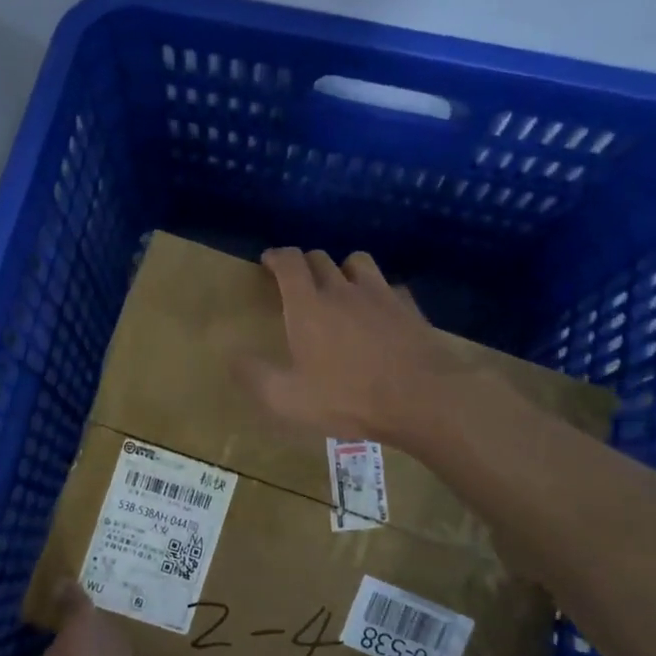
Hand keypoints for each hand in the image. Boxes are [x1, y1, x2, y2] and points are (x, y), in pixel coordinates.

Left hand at [38, 583, 187, 655]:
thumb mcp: (80, 627)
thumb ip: (75, 605)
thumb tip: (60, 580)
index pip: (77, 634)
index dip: (95, 612)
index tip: (118, 586)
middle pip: (111, 655)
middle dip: (131, 631)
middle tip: (156, 596)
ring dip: (156, 654)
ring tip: (180, 619)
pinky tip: (193, 653)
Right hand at [240, 247, 470, 443]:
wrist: (423, 398)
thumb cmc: (349, 398)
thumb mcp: (289, 400)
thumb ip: (256, 377)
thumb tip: (232, 357)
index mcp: (308, 305)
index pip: (288, 261)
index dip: (275, 256)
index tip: (268, 261)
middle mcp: (342, 289)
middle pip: (320, 258)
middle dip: (304, 264)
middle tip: (298, 282)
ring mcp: (380, 294)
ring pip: (357, 262)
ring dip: (343, 268)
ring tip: (340, 288)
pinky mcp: (409, 307)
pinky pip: (389, 287)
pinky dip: (378, 292)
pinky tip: (380, 312)